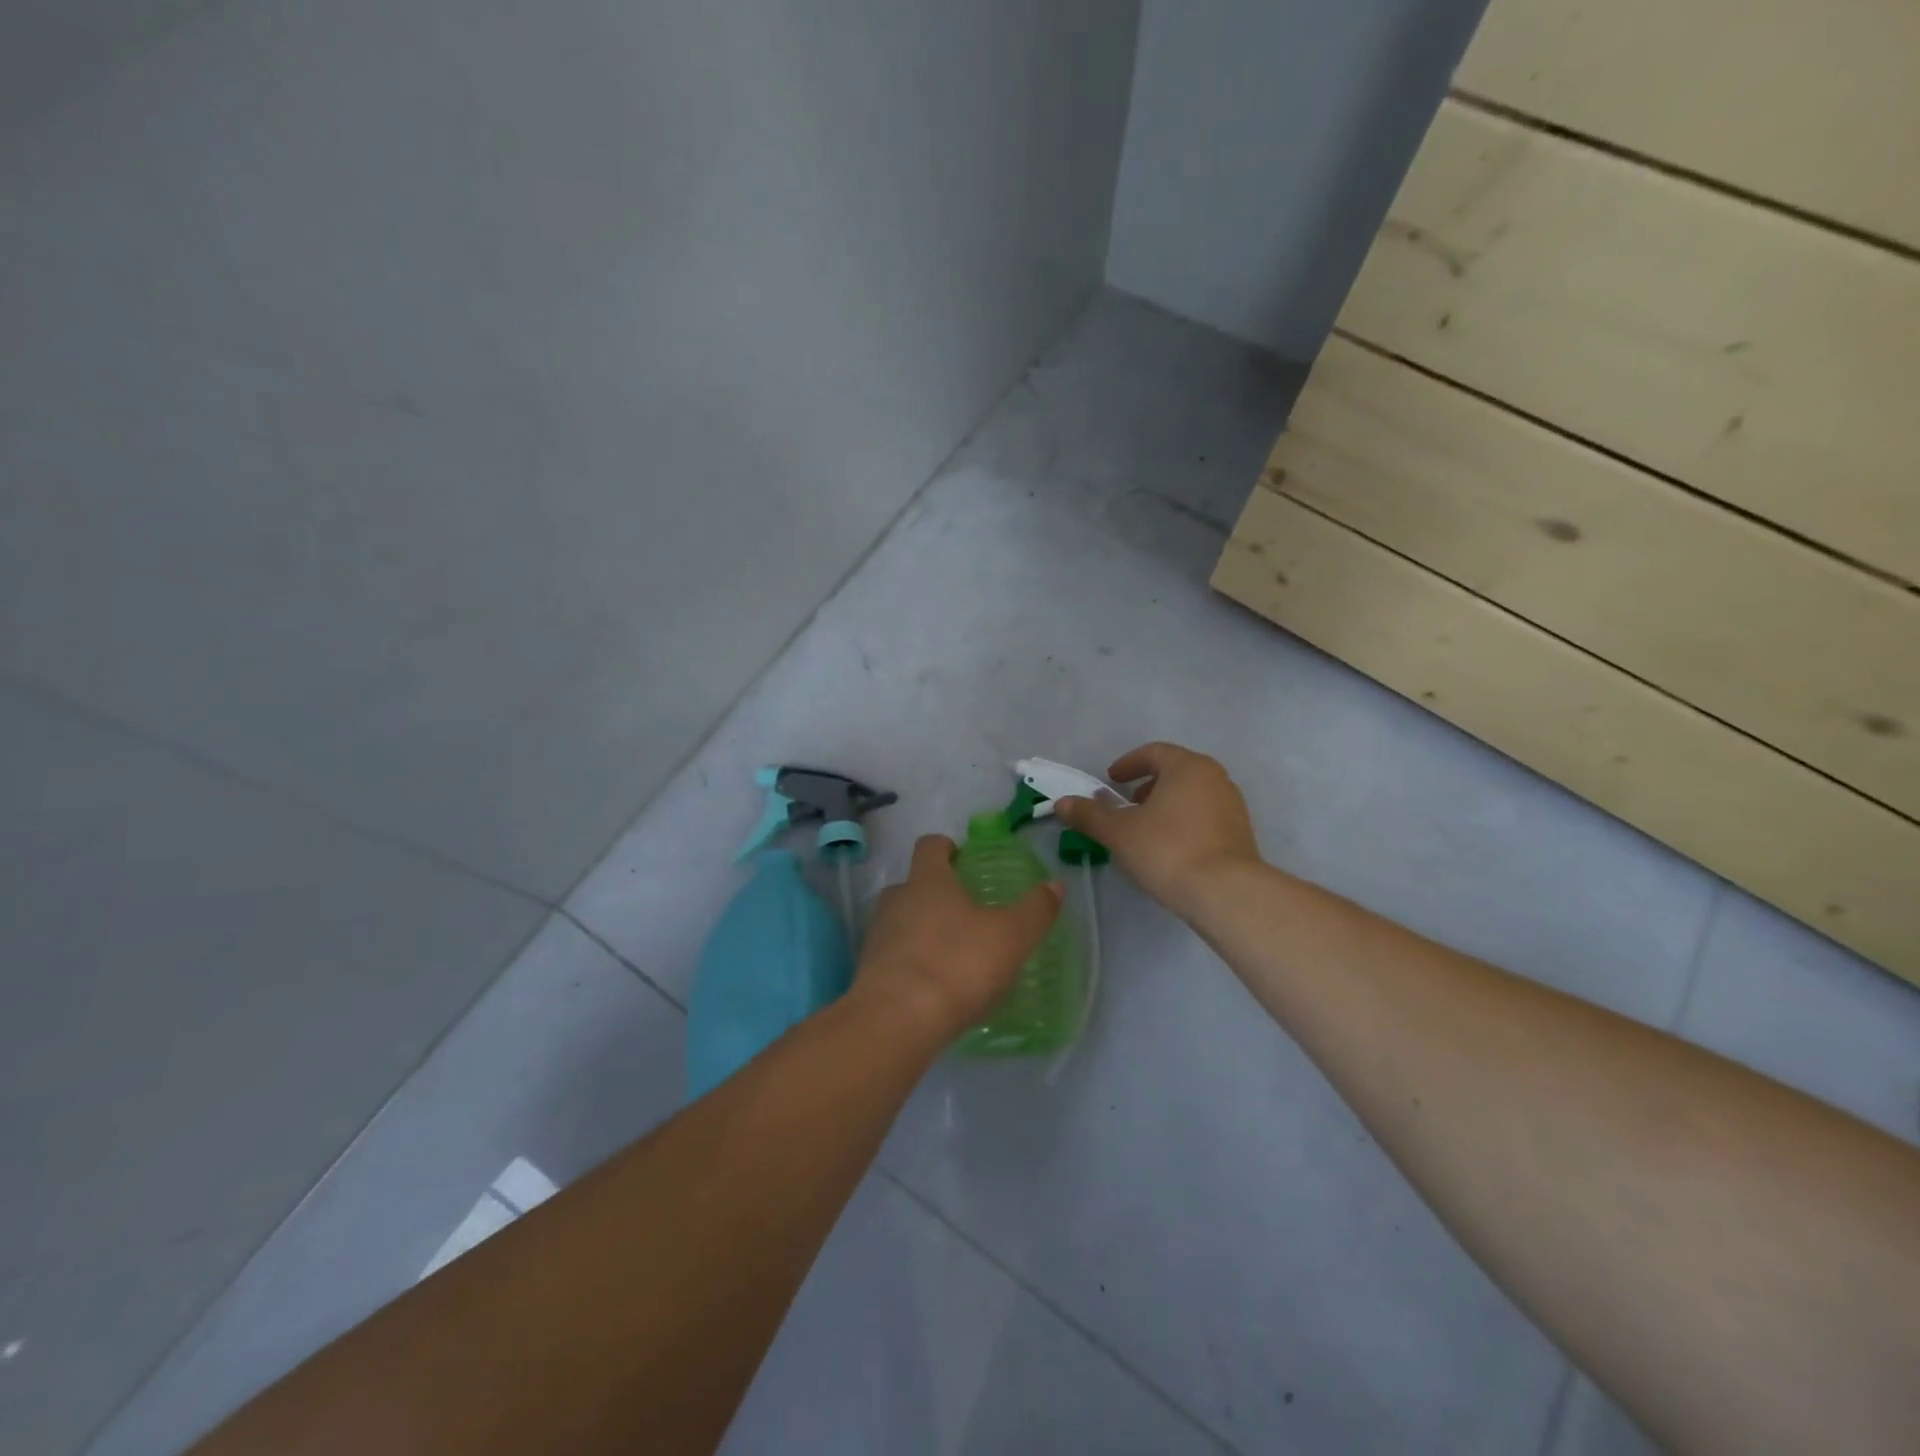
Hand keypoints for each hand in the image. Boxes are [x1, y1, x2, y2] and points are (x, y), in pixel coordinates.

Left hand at [852, 834, 1063, 1041]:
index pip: (930, 846)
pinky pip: (892, 958)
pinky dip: (910, 964)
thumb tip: (1055, 884)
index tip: (962, 859)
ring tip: (950, 954)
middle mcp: (897, 900)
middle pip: (911, 884)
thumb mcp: (1011, 937)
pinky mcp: (868, 973)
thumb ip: (1035, 910)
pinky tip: (933, 988)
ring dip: (920, 930)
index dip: (946, 848)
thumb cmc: (957, 965)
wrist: (896, 1020)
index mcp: (928, 880)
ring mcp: (878, 937)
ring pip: (899, 921)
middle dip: (934, 893)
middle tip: (963, 913)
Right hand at [1055, 742, 1259, 916]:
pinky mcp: (1241, 834)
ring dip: (1167, 805)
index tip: (1111, 780)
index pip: (1153, 753)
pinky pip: (1206, 817)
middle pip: (1176, 772)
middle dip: (1148, 785)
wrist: (1226, 893)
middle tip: (1127, 805)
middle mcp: (1215, 778)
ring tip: (1146, 830)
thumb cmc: (1168, 850)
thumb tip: (1062, 803)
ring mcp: (1233, 806)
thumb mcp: (1119, 832)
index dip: (1128, 764)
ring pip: (1192, 795)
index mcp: (1187, 767)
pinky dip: (1184, 822)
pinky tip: (1170, 849)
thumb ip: (1090, 815)